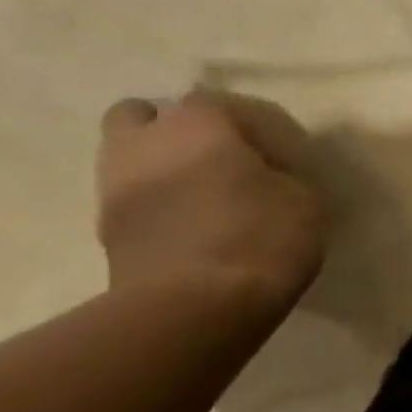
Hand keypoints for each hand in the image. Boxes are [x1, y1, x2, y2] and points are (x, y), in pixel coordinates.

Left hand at [96, 90, 325, 311]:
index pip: (224, 105)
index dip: (255, 127)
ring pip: (130, 157)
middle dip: (176, 130)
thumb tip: (268, 176)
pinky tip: (191, 227)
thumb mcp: (304, 200)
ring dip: (161, 167)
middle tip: (220, 161)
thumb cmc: (260, 237)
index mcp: (198, 124)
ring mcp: (115, 186)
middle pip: (147, 116)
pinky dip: (157, 205)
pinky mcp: (106, 231)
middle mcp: (145, 142)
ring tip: (204, 196)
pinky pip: (134, 200)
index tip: (281, 156)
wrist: (194, 307)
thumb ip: (283, 175)